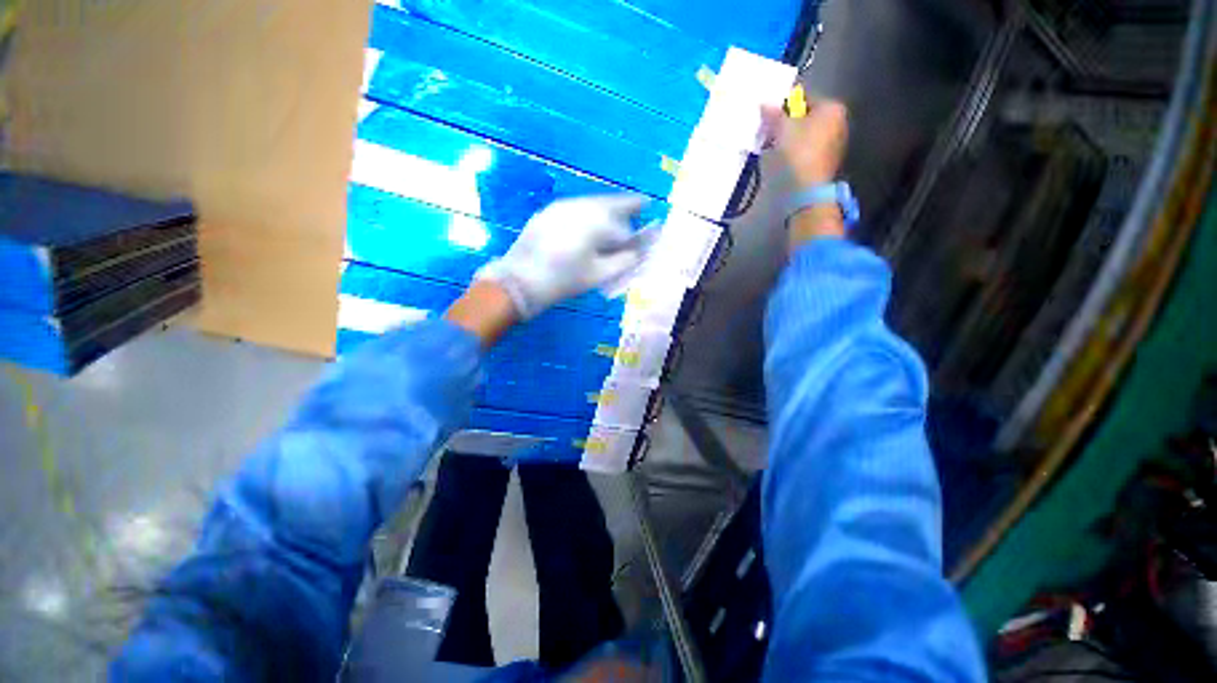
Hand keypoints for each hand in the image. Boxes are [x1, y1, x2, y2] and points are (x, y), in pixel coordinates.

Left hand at [474, 194, 648, 319]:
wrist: (519, 281)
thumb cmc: (563, 280)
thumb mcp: (598, 274)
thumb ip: (624, 261)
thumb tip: (638, 252)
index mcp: (596, 221)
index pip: (624, 224)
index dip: (636, 232)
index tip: (644, 234)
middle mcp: (580, 206)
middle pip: (610, 203)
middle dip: (626, 206)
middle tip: (641, 204)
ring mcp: (560, 207)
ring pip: (591, 204)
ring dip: (606, 209)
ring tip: (617, 216)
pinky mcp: (547, 213)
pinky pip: (575, 208)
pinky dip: (588, 213)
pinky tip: (590, 223)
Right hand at [762, 99, 849, 248]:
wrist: (806, 190)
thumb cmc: (797, 152)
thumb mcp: (781, 129)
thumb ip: (773, 114)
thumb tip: (765, 104)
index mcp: (832, 107)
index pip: (805, 98)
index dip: (785, 107)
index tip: (770, 118)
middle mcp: (839, 122)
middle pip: (807, 118)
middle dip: (788, 124)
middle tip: (769, 134)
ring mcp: (835, 144)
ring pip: (807, 135)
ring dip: (791, 140)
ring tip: (773, 149)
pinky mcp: (827, 163)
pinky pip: (808, 151)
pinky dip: (796, 153)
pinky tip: (784, 162)